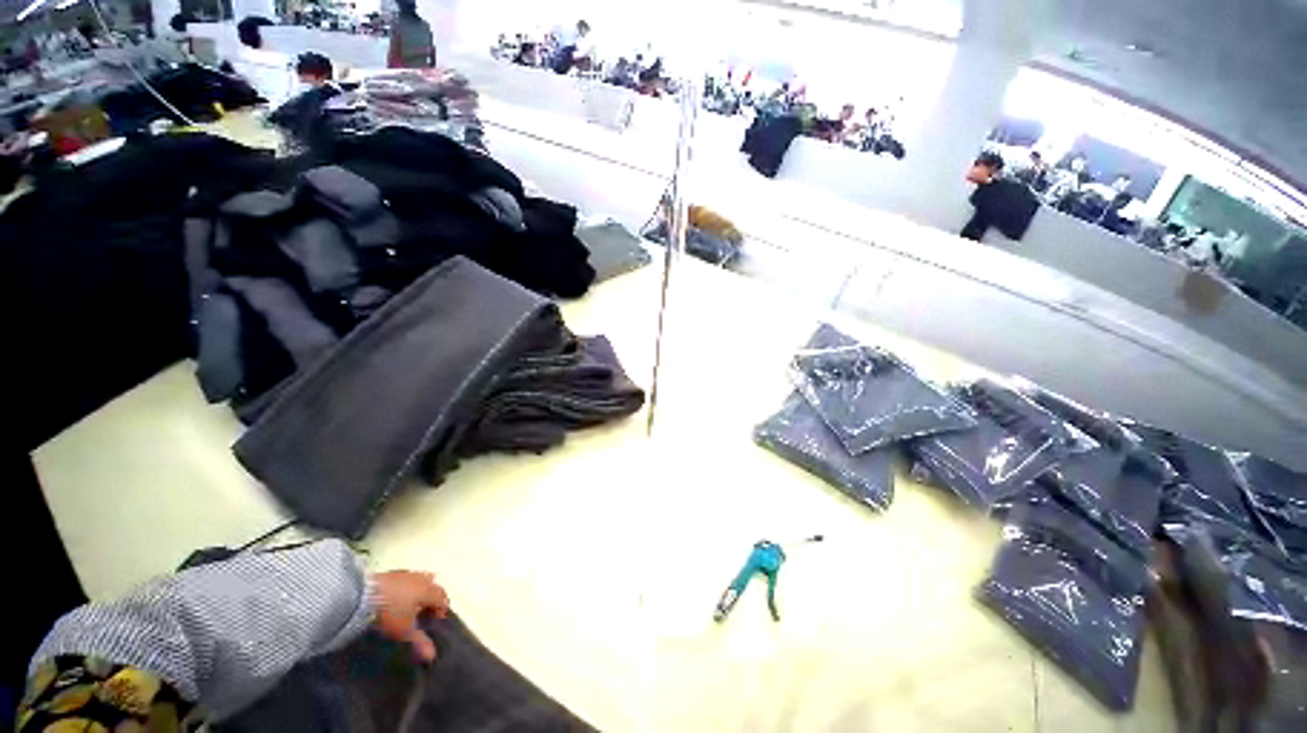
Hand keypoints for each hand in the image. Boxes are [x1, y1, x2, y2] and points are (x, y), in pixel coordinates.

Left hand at [372, 570, 449, 662]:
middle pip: (436, 587)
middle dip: (434, 598)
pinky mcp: (396, 573)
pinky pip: (410, 578)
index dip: (441, 610)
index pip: (443, 599)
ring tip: (414, 603)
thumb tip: (432, 657)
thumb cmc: (390, 612)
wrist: (367, 594)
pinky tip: (401, 595)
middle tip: (426, 612)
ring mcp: (410, 574)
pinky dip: (411, 586)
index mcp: (429, 592)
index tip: (435, 621)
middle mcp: (423, 580)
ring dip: (423, 590)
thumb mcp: (404, 630)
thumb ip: (419, 641)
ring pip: (424, 580)